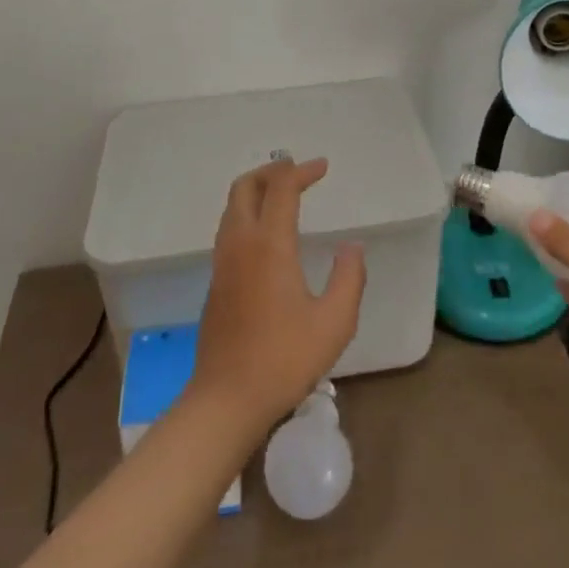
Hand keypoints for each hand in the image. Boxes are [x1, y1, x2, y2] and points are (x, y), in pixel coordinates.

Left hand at [189, 158, 366, 432]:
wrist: (226, 399)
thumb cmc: (283, 359)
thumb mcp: (334, 323)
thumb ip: (349, 278)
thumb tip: (352, 247)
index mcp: (269, 244)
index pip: (282, 188)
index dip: (302, 171)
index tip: (323, 167)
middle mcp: (240, 243)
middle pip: (245, 186)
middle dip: (271, 171)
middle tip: (297, 172)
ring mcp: (223, 262)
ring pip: (232, 206)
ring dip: (256, 190)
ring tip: (282, 195)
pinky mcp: (216, 281)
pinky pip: (229, 228)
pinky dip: (247, 213)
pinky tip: (266, 234)